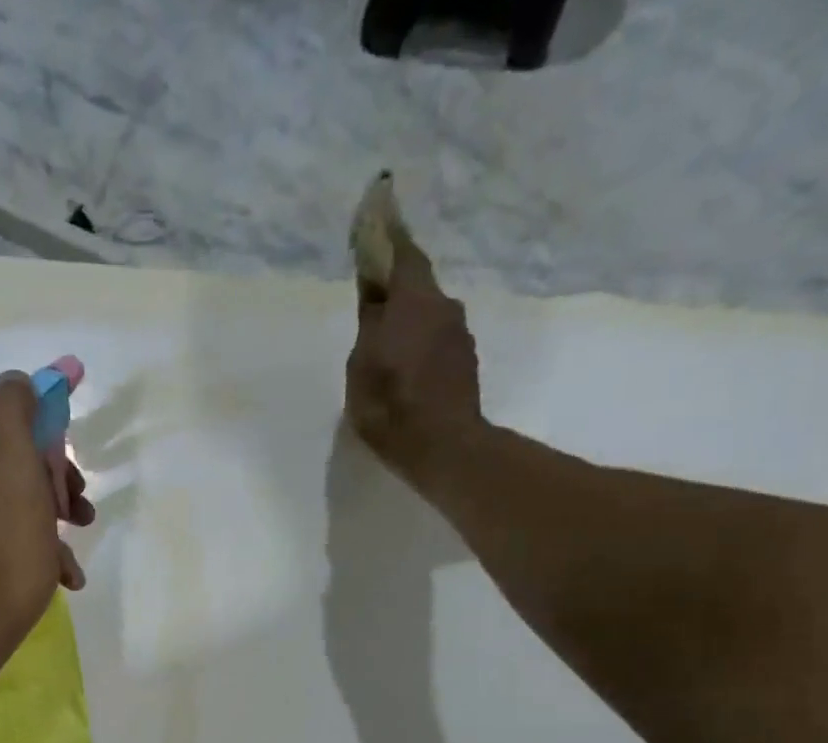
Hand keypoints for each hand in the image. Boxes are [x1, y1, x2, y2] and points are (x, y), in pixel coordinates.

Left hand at [0, 371, 93, 669]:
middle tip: (79, 520)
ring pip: (1, 510)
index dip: (50, 459)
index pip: (8, 437)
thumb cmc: (1, 557)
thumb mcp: (18, 475)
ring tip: (68, 561)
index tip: (75, 491)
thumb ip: (15, 415)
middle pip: (5, 473)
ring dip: (43, 529)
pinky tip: (54, 576)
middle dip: (49, 496)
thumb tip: (16, 379)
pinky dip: (22, 552)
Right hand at [345, 232, 485, 484]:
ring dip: (408, 320)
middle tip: (372, 298)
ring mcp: (459, 336)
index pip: (402, 253)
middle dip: (395, 287)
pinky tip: (403, 367)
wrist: (443, 446)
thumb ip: (369, 323)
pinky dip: (418, 343)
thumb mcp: (363, 364)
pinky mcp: (464, 363)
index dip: (388, 234)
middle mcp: (444, 307)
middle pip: (416, 285)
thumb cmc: (391, 405)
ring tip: (385, 344)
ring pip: (427, 314)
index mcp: (415, 300)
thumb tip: (374, 293)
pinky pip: (435, 340)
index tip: (379, 210)